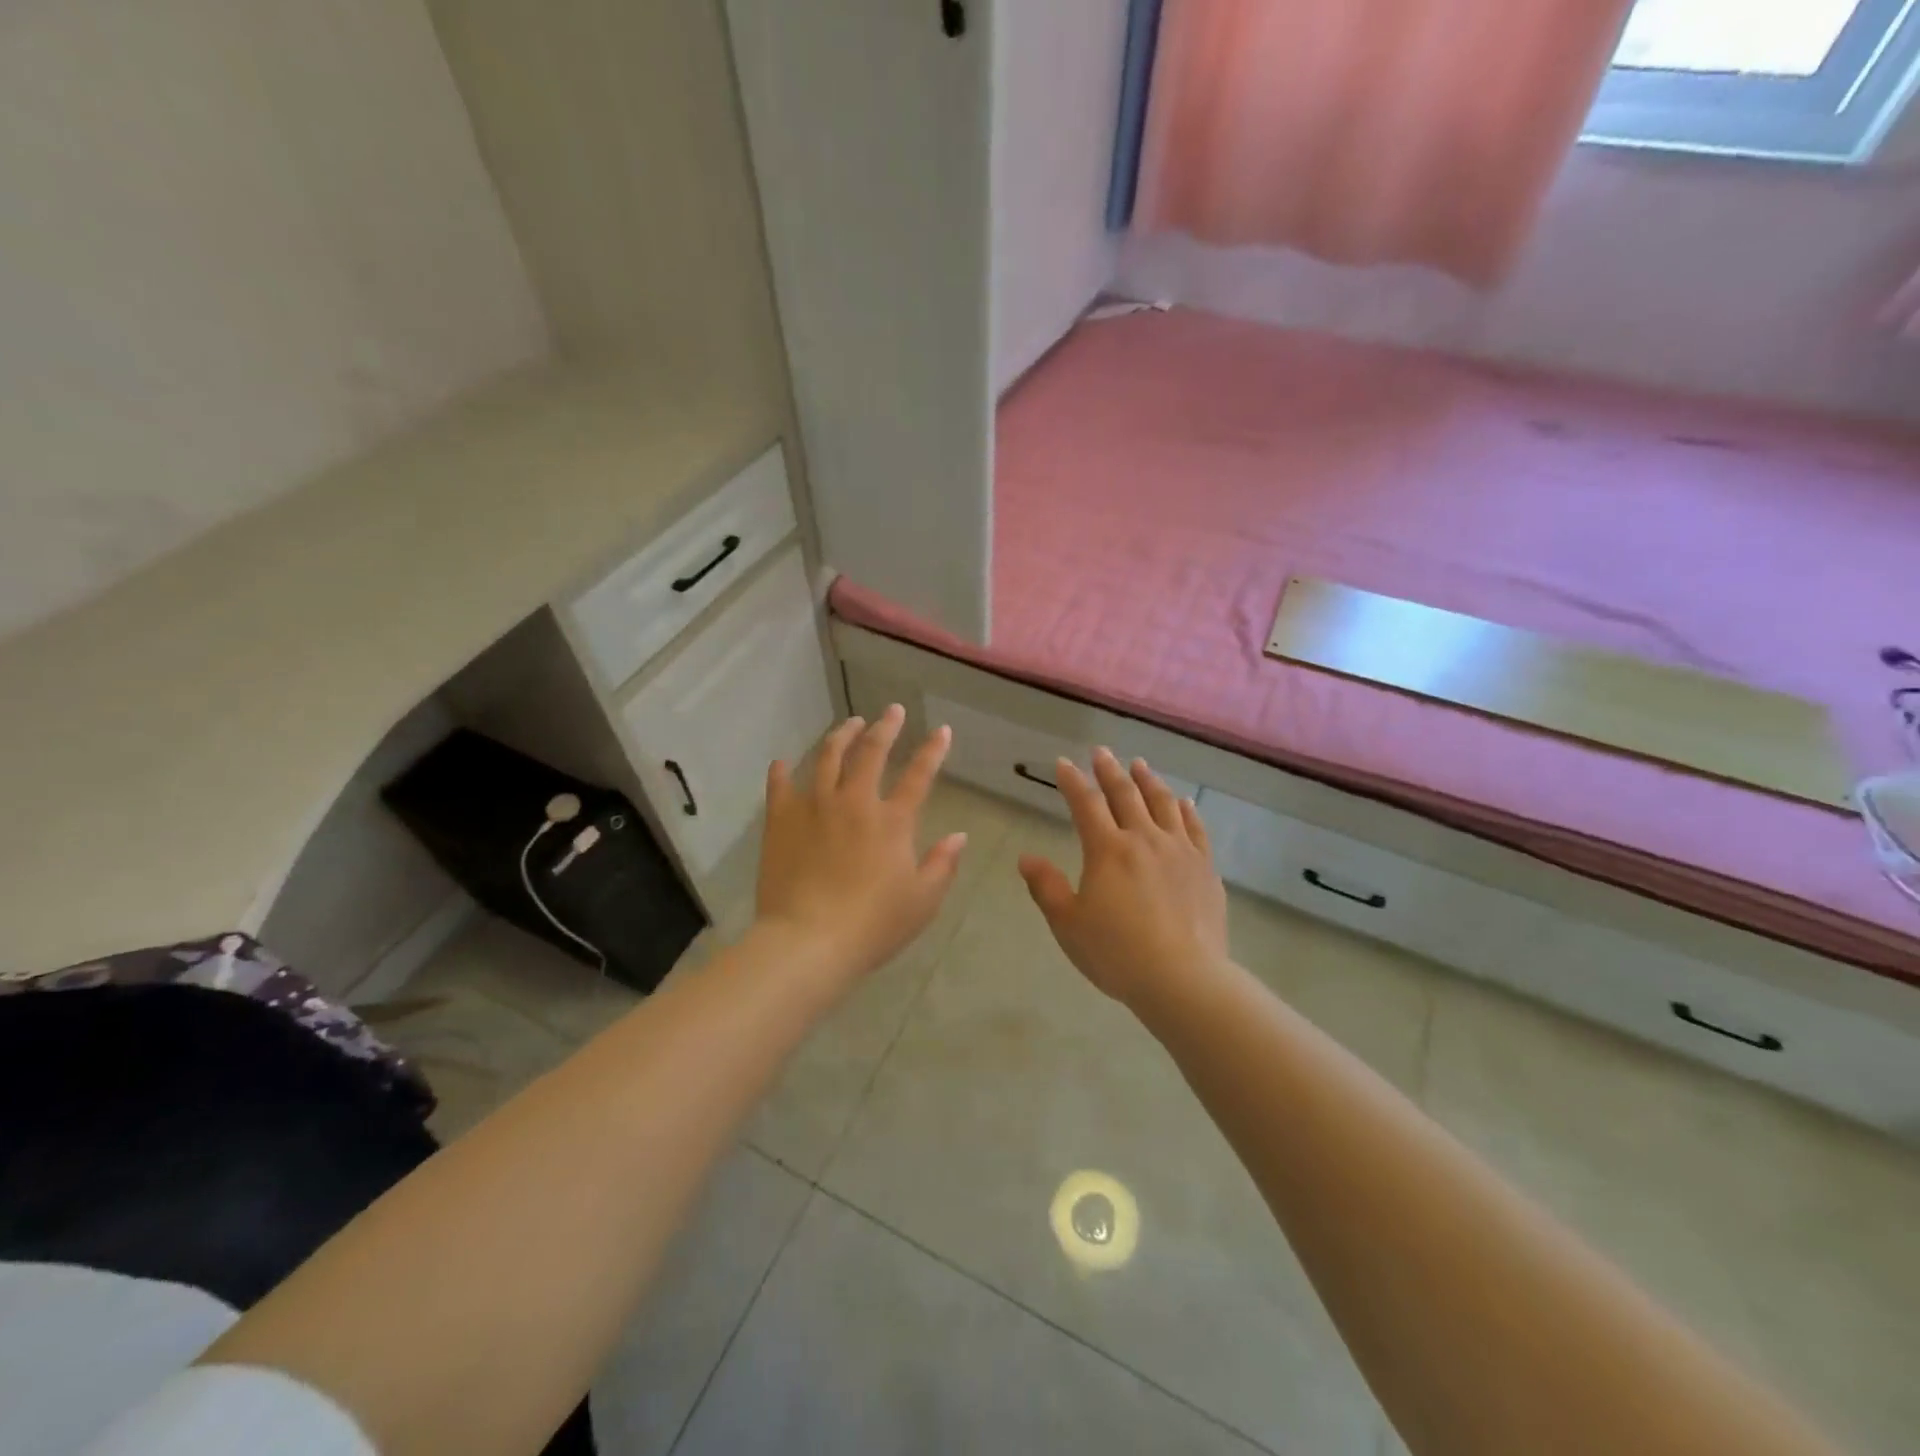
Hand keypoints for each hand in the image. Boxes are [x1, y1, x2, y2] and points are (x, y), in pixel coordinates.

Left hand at [755, 705, 967, 988]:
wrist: (808, 941)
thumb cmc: (872, 925)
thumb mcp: (922, 901)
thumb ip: (943, 865)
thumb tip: (959, 836)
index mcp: (892, 821)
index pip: (919, 776)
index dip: (933, 750)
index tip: (941, 729)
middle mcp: (854, 802)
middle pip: (871, 753)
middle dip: (885, 727)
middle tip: (891, 711)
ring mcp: (814, 806)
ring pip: (828, 757)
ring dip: (842, 735)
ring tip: (849, 723)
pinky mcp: (781, 820)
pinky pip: (780, 786)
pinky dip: (782, 771)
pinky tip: (783, 762)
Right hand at [1019, 748, 1228, 1011]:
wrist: (1184, 979)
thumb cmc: (1117, 953)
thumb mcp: (1068, 924)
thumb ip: (1047, 887)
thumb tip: (1026, 858)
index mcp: (1107, 849)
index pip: (1086, 804)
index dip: (1072, 781)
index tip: (1063, 763)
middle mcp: (1144, 839)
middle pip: (1125, 794)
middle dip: (1109, 771)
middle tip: (1101, 752)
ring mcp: (1179, 851)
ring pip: (1162, 804)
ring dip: (1148, 781)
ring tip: (1140, 765)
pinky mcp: (1205, 869)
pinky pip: (1195, 829)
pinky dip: (1185, 810)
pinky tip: (1183, 803)